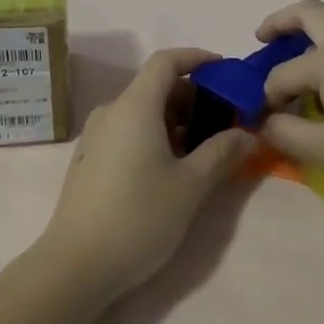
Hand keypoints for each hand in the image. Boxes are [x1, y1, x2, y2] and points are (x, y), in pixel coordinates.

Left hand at [39, 48, 254, 298]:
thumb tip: (247, 134)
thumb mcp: (191, 186)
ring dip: (175, 119)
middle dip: (193, 96)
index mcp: (135, 106)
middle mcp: (112, 111)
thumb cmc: (138, 217)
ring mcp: (96, 135)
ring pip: (142, 110)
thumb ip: (221, 152)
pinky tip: (172, 165)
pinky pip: (128, 129)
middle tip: (224, 119)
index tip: (225, 70)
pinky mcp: (90, 158)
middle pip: (155, 86)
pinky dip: (154, 133)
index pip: (166, 61)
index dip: (196, 58)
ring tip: (204, 147)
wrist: (76, 265)